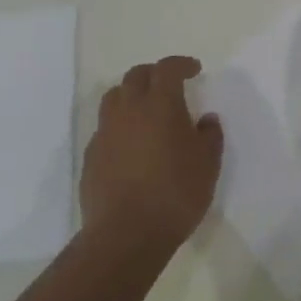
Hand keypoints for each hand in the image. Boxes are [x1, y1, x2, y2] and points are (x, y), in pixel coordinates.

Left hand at [80, 55, 221, 258]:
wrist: (125, 236)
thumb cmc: (175, 194)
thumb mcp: (208, 165)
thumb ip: (210, 136)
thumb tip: (205, 120)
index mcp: (160, 104)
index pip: (167, 68)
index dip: (181, 64)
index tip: (194, 70)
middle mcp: (129, 109)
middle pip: (136, 76)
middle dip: (154, 74)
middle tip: (169, 86)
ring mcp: (105, 132)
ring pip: (115, 97)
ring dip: (131, 95)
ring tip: (146, 111)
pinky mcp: (91, 156)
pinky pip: (105, 128)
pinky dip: (119, 126)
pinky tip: (131, 145)